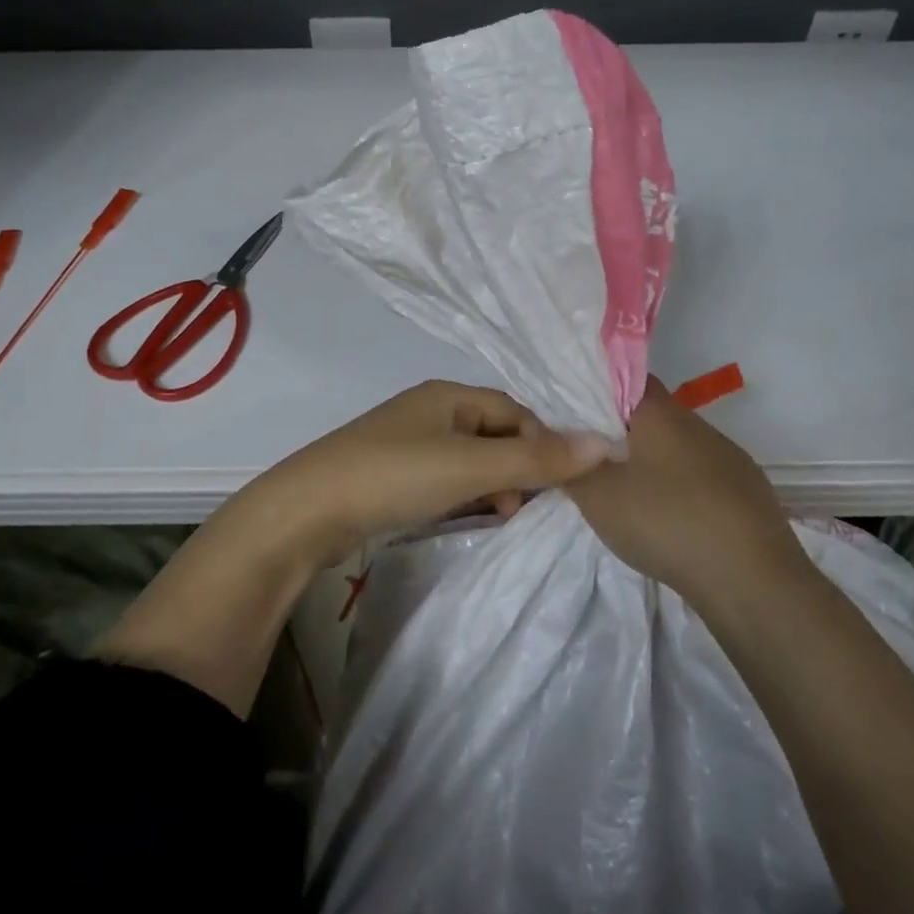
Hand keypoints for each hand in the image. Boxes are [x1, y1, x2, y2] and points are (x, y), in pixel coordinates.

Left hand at [250, 380, 615, 569]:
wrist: (307, 511)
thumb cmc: (395, 475)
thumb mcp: (472, 467)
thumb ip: (537, 459)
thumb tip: (606, 443)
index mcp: (448, 395)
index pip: (515, 411)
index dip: (543, 443)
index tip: (560, 483)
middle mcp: (429, 411)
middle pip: (493, 434)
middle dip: (519, 467)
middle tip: (529, 506)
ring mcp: (407, 443)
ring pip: (470, 459)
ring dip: (493, 485)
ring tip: (502, 516)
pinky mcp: (390, 474)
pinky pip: (444, 479)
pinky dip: (464, 496)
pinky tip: (467, 517)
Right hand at [567, 377, 804, 608]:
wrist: (752, 579)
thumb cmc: (666, 522)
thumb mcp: (598, 497)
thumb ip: (569, 466)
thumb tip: (553, 442)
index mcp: (661, 413)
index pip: (625, 379)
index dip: (598, 392)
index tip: (576, 417)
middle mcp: (697, 424)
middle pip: (652, 414)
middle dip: (623, 432)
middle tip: (594, 460)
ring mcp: (729, 456)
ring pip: (680, 446)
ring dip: (655, 462)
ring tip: (631, 494)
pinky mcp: (749, 490)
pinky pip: (704, 476)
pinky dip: (682, 488)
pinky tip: (673, 519)